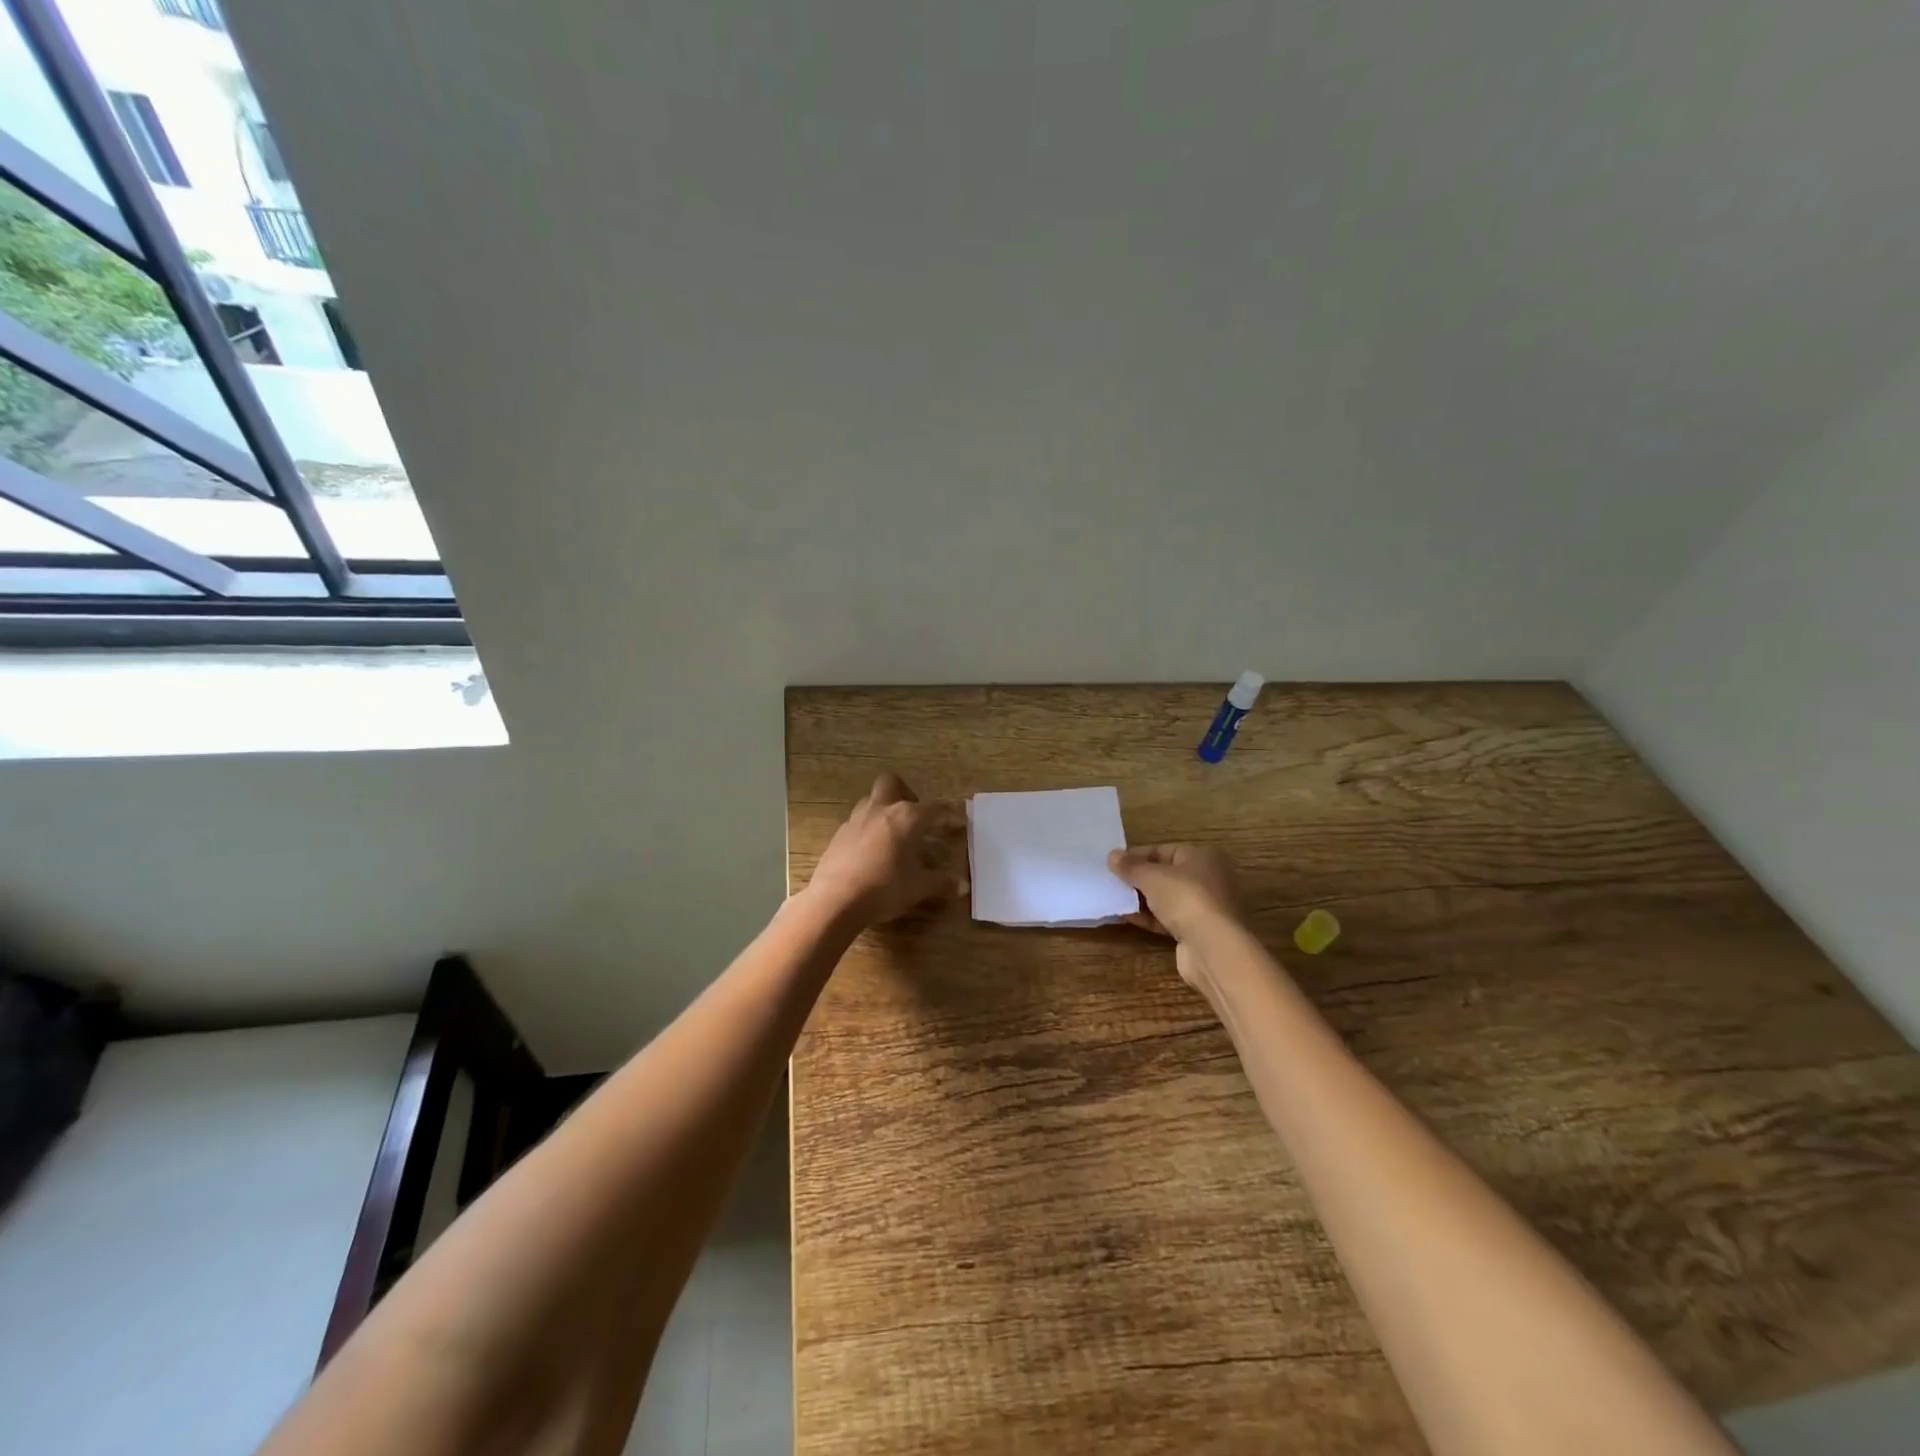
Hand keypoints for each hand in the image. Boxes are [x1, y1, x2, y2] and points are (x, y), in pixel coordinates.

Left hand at [805, 773, 967, 924]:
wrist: (836, 900)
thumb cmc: (885, 887)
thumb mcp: (919, 887)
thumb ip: (941, 883)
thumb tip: (963, 886)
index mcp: (906, 817)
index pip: (934, 808)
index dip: (949, 814)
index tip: (959, 821)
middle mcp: (880, 810)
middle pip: (892, 783)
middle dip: (905, 793)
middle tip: (915, 816)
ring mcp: (855, 820)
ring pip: (871, 800)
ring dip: (884, 810)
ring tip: (893, 834)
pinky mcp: (838, 836)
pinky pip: (856, 823)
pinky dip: (867, 830)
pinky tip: (871, 852)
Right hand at [1108, 843, 1240, 986]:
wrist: (1213, 948)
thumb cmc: (1185, 898)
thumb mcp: (1151, 876)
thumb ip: (1130, 866)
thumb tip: (1112, 855)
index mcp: (1202, 856)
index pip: (1163, 850)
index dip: (1137, 856)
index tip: (1113, 865)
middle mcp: (1207, 878)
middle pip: (1165, 875)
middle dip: (1138, 879)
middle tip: (1112, 882)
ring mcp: (1204, 907)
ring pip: (1166, 898)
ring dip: (1141, 900)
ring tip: (1115, 900)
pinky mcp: (1197, 931)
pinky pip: (1168, 919)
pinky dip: (1149, 917)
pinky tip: (1127, 917)